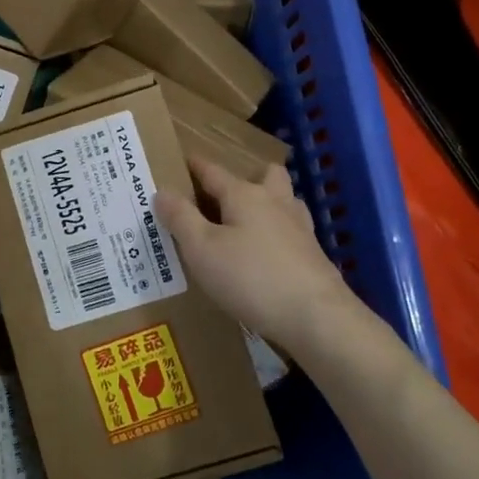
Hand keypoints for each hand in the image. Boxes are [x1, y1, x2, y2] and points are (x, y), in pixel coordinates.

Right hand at [157, 157, 358, 353]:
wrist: (316, 317)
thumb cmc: (251, 278)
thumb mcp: (202, 249)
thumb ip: (180, 218)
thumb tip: (162, 191)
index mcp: (244, 195)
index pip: (214, 171)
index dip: (195, 166)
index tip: (182, 160)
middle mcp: (275, 202)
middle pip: (265, 175)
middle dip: (247, 176)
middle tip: (225, 194)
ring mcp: (300, 228)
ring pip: (284, 200)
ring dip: (268, 203)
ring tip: (247, 222)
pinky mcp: (314, 255)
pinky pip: (292, 231)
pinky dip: (278, 233)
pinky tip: (268, 254)